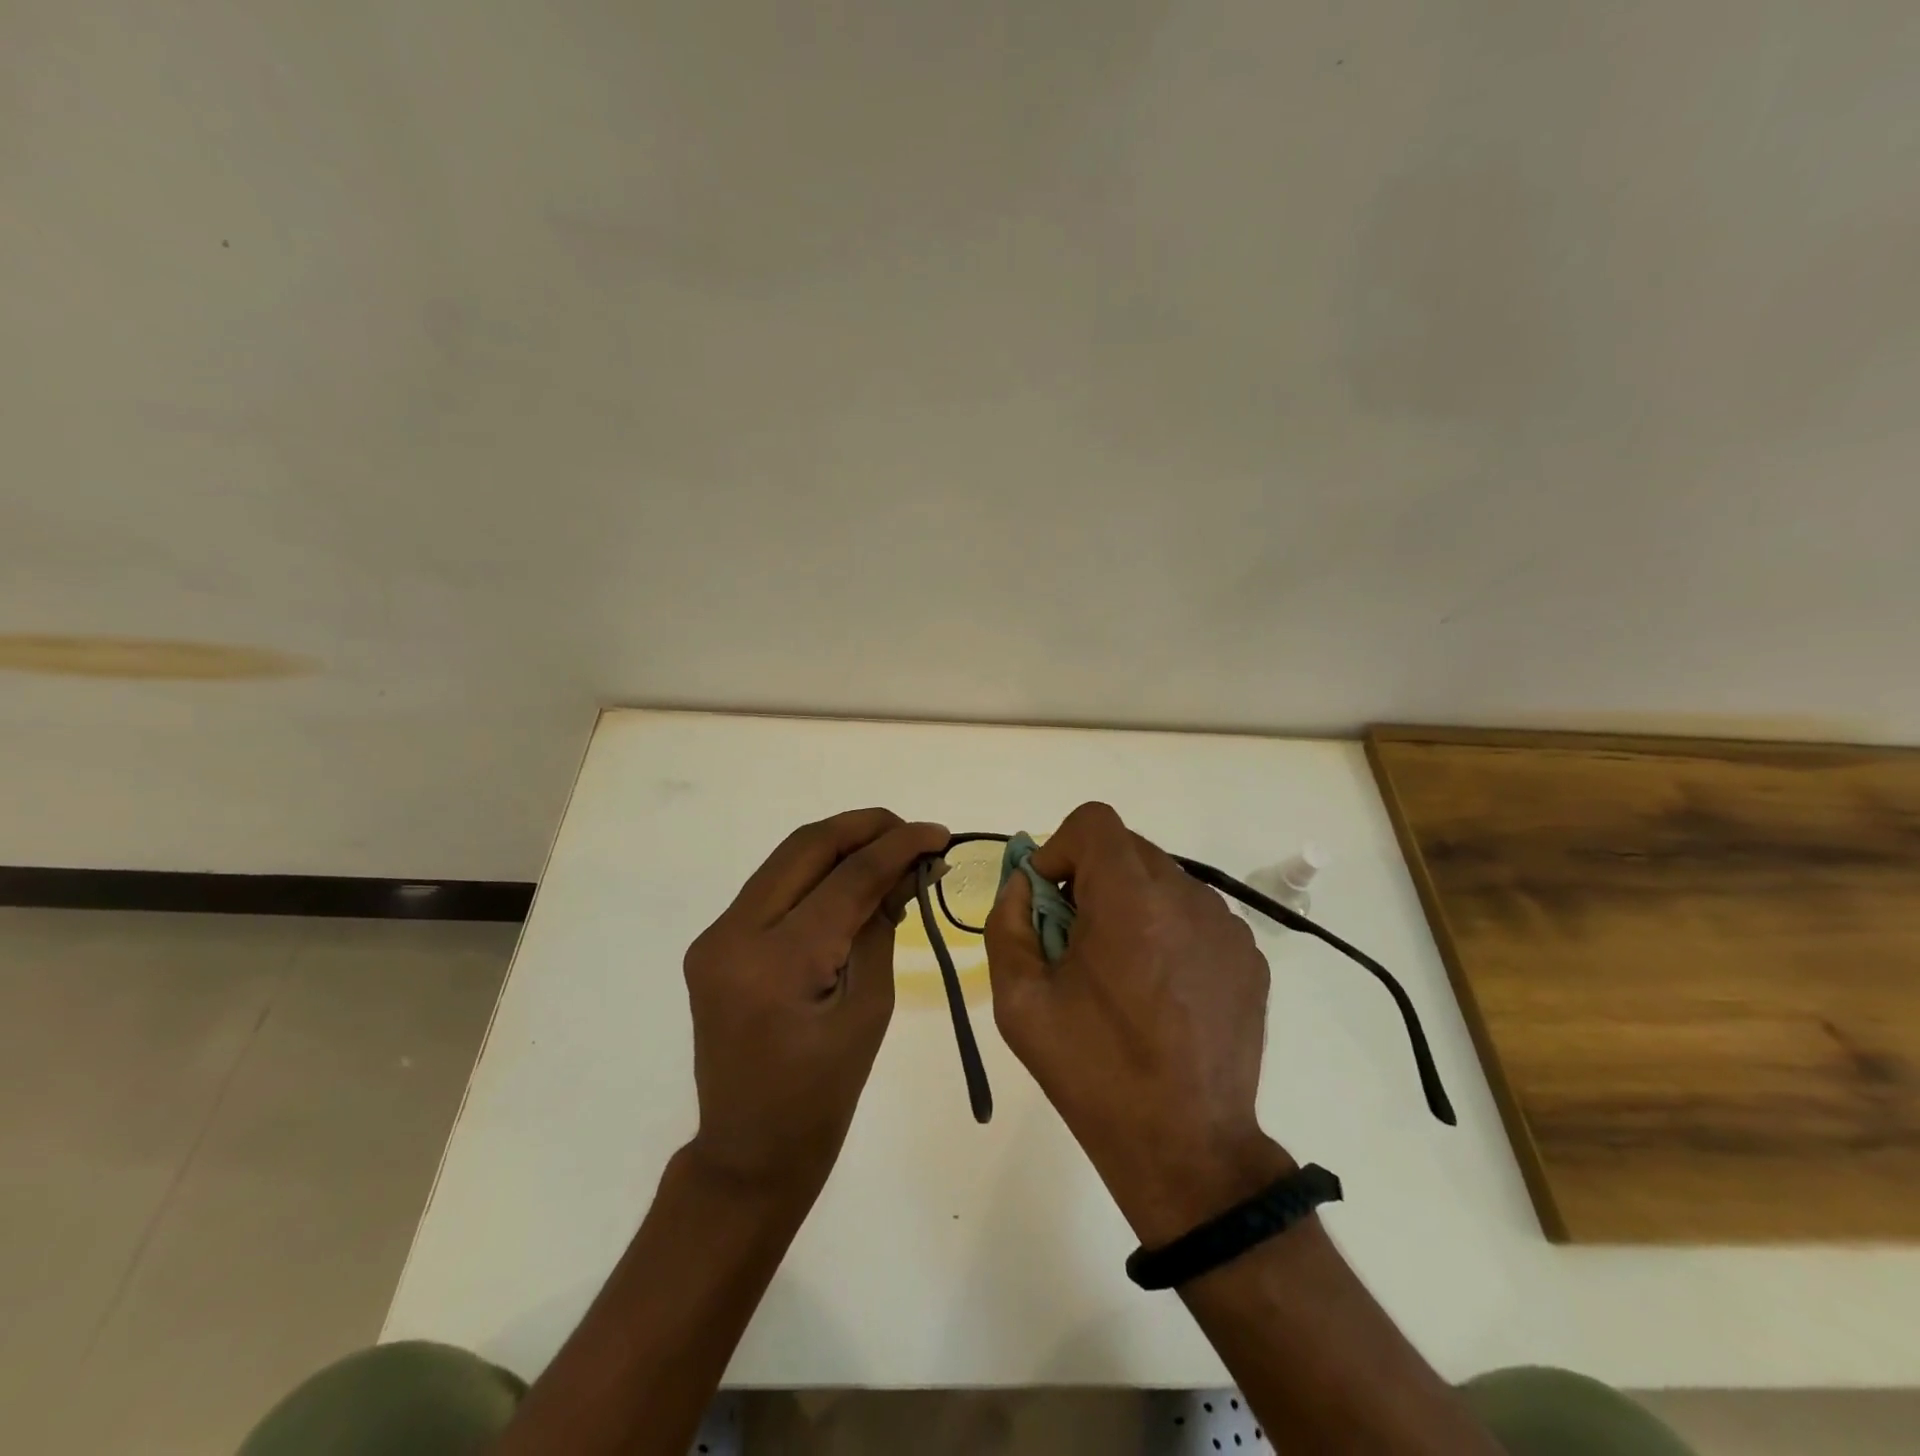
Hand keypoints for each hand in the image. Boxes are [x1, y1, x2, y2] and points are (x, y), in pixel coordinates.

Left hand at [683, 808, 948, 1197]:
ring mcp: (716, 937)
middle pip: (806, 848)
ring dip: (841, 845)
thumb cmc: (822, 1097)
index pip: (847, 878)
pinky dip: (818, 873)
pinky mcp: (716, 943)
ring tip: (891, 851)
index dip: (898, 847)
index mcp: (777, 964)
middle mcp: (733, 935)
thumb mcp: (869, 1010)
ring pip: (786, 859)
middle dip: (865, 828)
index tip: (938, 834)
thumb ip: (881, 928)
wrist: (749, 1152)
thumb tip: (906, 871)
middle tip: (913, 833)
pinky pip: (774, 887)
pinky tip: (853, 881)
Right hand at [985, 802, 1291, 1244]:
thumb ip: (1007, 923)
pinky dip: (1167, 929)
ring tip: (1121, 970)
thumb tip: (1024, 885)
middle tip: (1076, 939)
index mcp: (1131, 901)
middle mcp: (1187, 897)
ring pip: (1162, 880)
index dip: (1060, 848)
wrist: (1186, 1147)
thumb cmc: (1093, 1071)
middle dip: (1091, 878)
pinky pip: (1195, 915)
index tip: (1050, 900)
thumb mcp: (1019, 1001)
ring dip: (1130, 903)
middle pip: (1128, 848)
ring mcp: (1226, 926)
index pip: (1094, 822)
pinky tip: (1160, 990)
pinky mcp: (1248, 957)